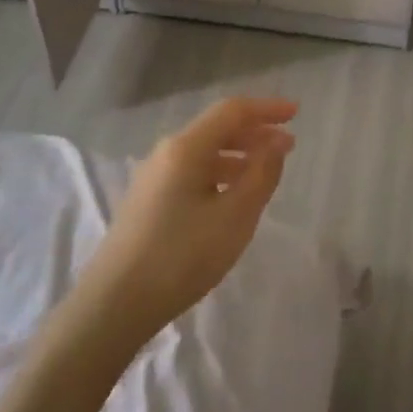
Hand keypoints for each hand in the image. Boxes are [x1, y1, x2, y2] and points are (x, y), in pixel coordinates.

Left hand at [81, 96, 297, 344]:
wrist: (116, 303)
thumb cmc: (182, 256)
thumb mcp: (235, 216)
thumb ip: (261, 174)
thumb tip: (276, 142)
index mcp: (186, 148)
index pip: (232, 112)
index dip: (266, 108)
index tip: (296, 113)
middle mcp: (166, 153)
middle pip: (216, 129)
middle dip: (254, 132)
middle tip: (287, 145)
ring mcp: (153, 177)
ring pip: (204, 152)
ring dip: (238, 155)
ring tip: (266, 171)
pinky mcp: (148, 201)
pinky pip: (192, 172)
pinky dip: (220, 173)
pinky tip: (232, 195)